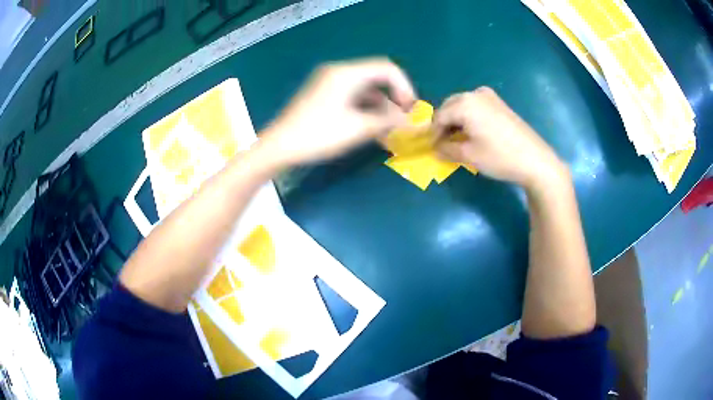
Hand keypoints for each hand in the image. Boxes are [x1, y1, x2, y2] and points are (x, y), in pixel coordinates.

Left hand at [258, 58, 415, 166]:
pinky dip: (366, 110)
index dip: (405, 87)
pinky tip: (373, 128)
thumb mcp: (358, 128)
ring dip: (381, 107)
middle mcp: (339, 72)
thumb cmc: (318, 135)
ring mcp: (329, 83)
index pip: (387, 69)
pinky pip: (353, 97)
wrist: (278, 147)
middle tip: (403, 120)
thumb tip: (414, 121)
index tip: (411, 109)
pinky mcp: (324, 95)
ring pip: (365, 89)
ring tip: (390, 130)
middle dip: (394, 98)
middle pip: (376, 78)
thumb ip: (389, 121)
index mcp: (347, 73)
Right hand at [433, 87, 567, 190]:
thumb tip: (435, 148)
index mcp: (464, 103)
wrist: (535, 160)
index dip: (433, 133)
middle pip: (449, 107)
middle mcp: (475, 93)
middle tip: (443, 145)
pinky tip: (473, 133)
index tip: (431, 148)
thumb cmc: (499, 157)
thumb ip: (446, 149)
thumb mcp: (468, 155)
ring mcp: (490, 96)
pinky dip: (469, 118)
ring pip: (462, 106)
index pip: (439, 116)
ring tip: (458, 141)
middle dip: (444, 125)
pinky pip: (476, 107)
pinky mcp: (500, 103)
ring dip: (456, 121)